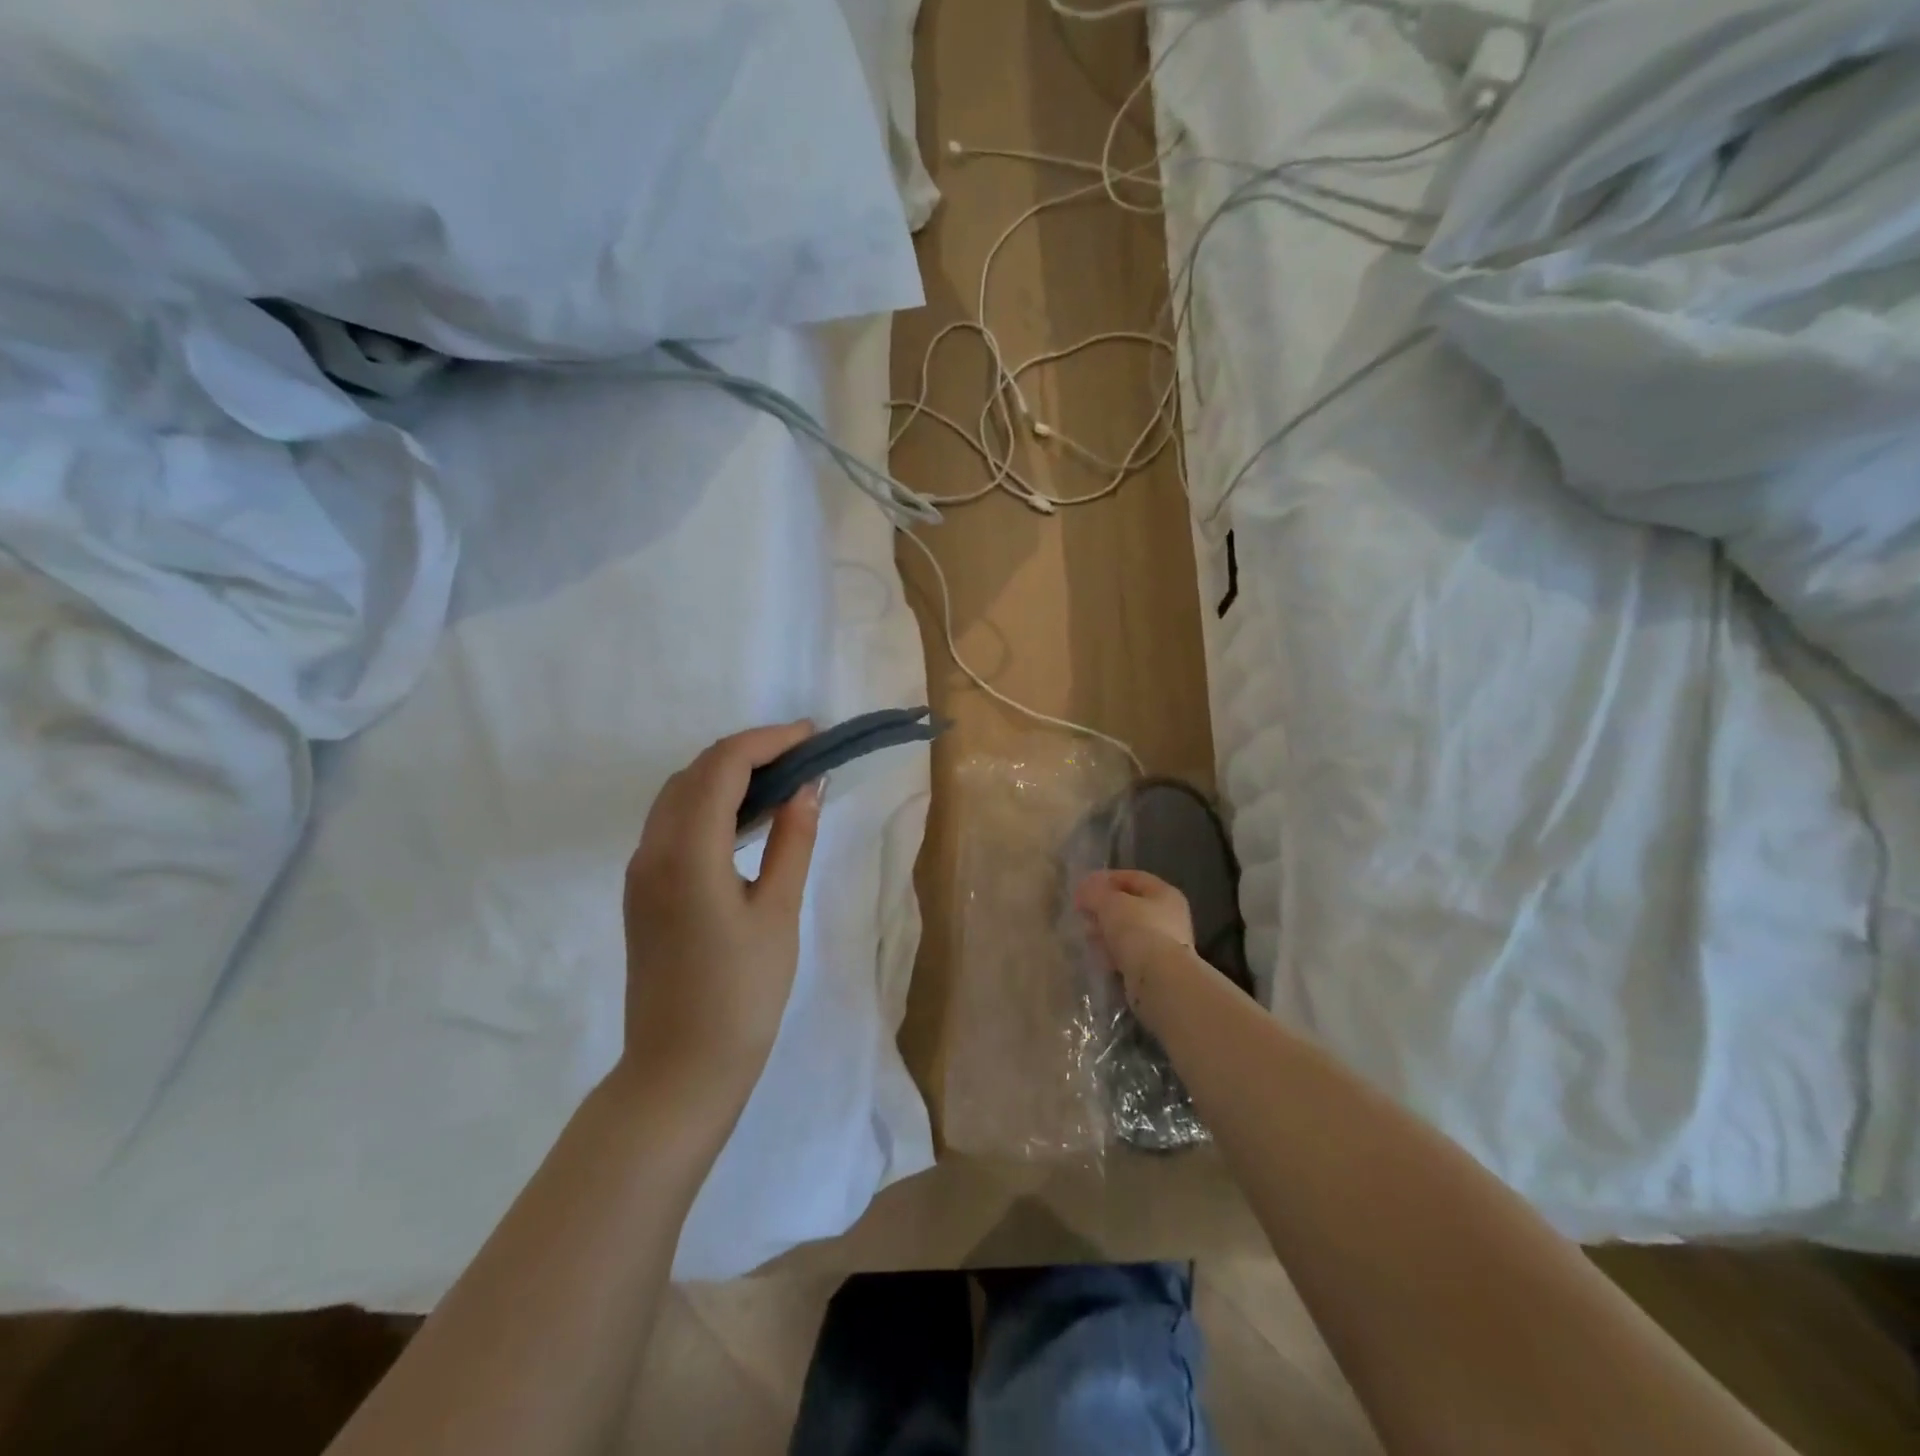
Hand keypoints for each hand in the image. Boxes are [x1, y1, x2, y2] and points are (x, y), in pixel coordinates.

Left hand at [618, 723, 821, 1122]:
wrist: (680, 1071)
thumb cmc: (742, 995)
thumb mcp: (778, 913)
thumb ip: (792, 841)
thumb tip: (806, 788)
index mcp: (687, 853)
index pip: (723, 766)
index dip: (768, 740)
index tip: (812, 736)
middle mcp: (652, 851)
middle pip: (695, 772)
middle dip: (749, 751)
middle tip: (802, 755)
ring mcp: (640, 871)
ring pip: (678, 794)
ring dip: (726, 774)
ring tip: (780, 779)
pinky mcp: (642, 891)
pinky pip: (672, 823)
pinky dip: (708, 803)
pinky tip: (745, 818)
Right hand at [1074, 869, 1194, 1011]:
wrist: (1159, 980)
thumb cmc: (1138, 930)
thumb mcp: (1110, 903)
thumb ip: (1094, 892)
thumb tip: (1084, 889)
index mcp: (1164, 894)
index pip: (1133, 877)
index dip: (1106, 879)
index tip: (1083, 887)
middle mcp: (1169, 916)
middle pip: (1131, 905)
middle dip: (1104, 908)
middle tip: (1083, 913)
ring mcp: (1165, 944)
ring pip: (1129, 931)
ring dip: (1107, 931)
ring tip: (1087, 935)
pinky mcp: (1156, 968)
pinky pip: (1130, 954)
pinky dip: (1114, 953)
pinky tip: (1099, 956)